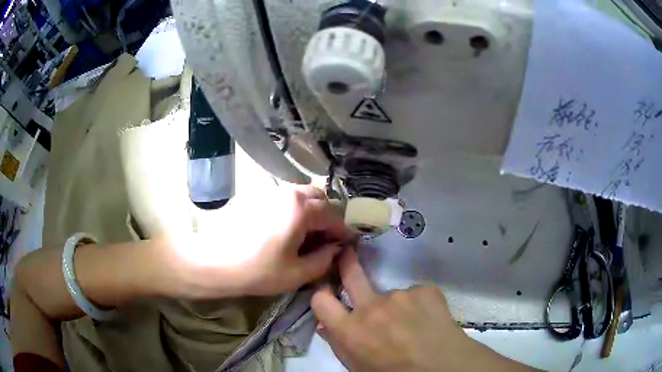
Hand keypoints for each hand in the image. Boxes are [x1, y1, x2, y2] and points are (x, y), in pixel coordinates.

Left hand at [167, 186, 354, 297]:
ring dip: (312, 211)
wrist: (212, 262)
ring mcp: (270, 191)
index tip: (348, 244)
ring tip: (307, 234)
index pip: (334, 217)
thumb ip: (324, 260)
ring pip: (302, 194)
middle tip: (326, 240)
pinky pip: (285, 197)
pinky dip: (295, 208)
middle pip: (320, 199)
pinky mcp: (257, 195)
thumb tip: (336, 249)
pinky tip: (286, 228)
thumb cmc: (256, 271)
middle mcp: (288, 193)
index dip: (344, 232)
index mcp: (301, 210)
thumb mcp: (297, 273)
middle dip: (329, 218)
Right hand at [311, 249, 534, 371]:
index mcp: (349, 330)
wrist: (443, 368)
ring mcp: (400, 295)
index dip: (321, 293)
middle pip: (351, 273)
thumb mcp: (358, 368)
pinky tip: (429, 321)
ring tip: (413, 325)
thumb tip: (325, 325)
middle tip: (346, 253)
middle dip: (346, 261)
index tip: (327, 291)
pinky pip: (417, 295)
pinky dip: (420, 306)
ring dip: (397, 307)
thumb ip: (339, 344)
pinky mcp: (425, 290)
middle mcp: (371, 307)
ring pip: (392, 295)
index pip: (320, 300)